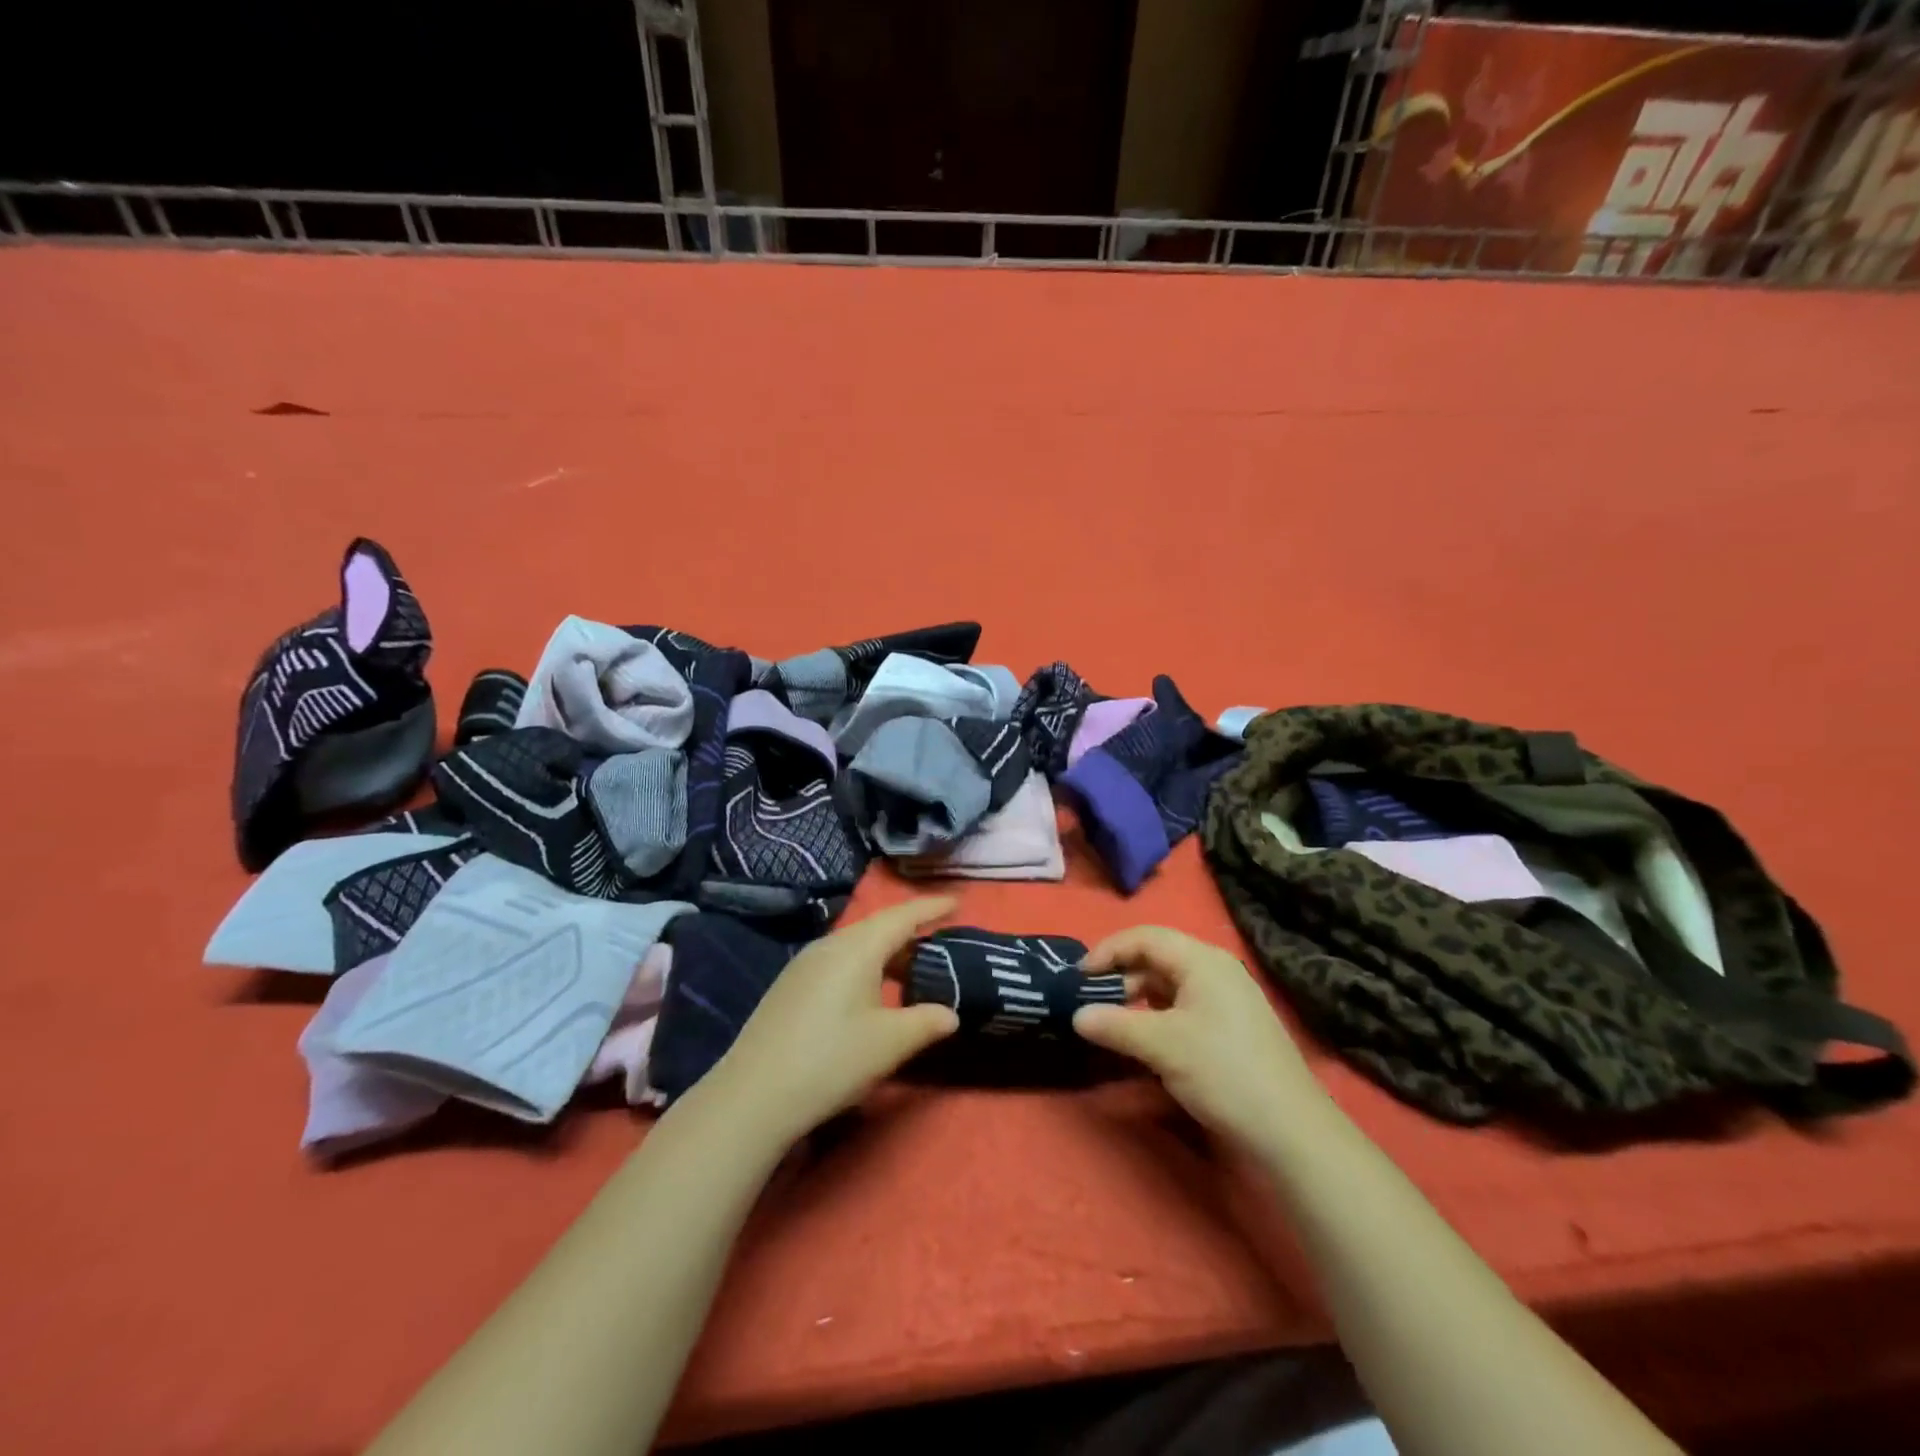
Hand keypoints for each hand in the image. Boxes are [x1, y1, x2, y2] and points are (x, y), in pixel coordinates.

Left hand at [701, 897, 960, 1146]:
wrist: (753, 1095)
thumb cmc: (831, 1061)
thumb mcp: (889, 1044)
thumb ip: (926, 1022)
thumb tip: (950, 1014)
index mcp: (857, 948)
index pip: (903, 916)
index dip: (932, 907)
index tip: (957, 901)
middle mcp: (830, 945)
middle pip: (877, 926)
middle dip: (910, 930)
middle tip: (940, 939)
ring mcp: (805, 964)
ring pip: (856, 944)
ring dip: (886, 951)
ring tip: (910, 969)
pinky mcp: (790, 985)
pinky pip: (838, 960)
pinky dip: (864, 965)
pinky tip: (869, 992)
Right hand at [1074, 926, 1321, 1151]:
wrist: (1291, 1131)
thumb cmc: (1223, 1072)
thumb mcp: (1161, 1046)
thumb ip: (1114, 1025)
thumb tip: (1076, 1016)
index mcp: (1202, 961)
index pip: (1145, 937)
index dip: (1108, 951)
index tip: (1079, 976)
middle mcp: (1217, 970)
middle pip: (1158, 957)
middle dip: (1122, 975)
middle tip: (1094, 1002)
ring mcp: (1229, 999)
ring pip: (1171, 984)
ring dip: (1139, 998)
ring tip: (1115, 1023)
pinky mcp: (1233, 1027)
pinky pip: (1185, 1006)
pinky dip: (1159, 1015)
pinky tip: (1147, 1040)